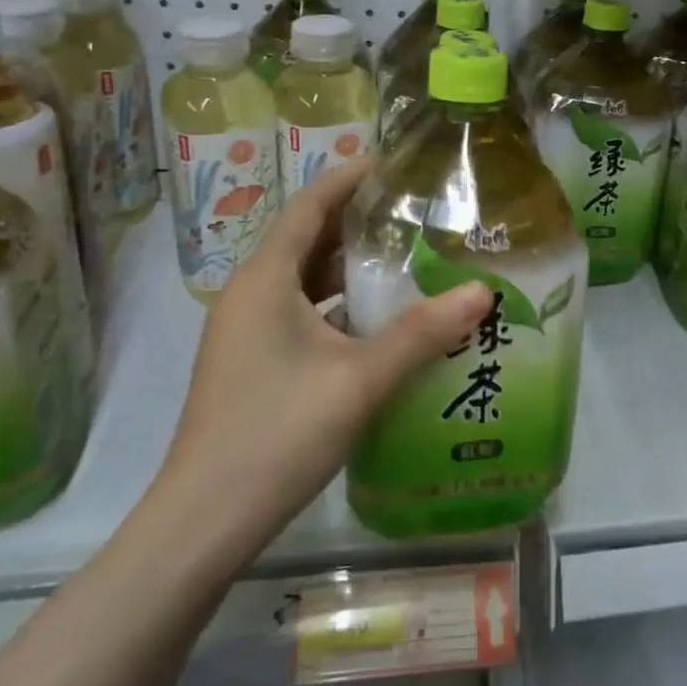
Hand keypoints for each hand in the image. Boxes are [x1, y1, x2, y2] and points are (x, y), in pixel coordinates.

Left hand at [157, 158, 492, 558]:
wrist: (204, 521)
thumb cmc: (277, 433)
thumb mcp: (359, 379)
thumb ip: (422, 332)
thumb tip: (482, 292)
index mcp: (265, 279)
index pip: (310, 206)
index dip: (349, 179)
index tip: (393, 163)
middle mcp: (249, 295)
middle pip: (307, 240)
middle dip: (357, 223)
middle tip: (415, 213)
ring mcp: (245, 332)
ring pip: (303, 281)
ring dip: (348, 268)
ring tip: (405, 260)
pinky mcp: (251, 363)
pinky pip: (299, 314)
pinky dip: (336, 307)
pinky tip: (377, 323)